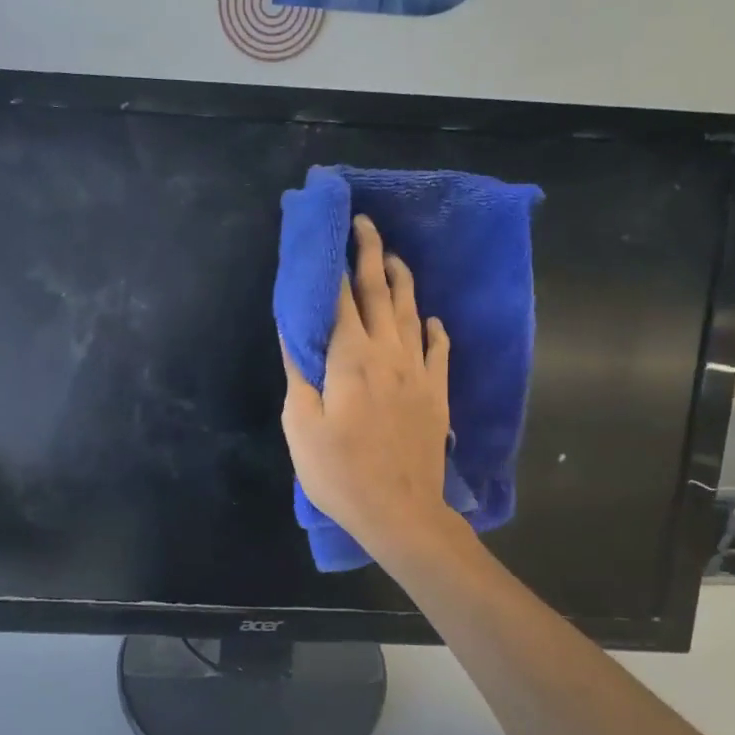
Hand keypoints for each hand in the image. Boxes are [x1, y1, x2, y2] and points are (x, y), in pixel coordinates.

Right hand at [281, 215, 459, 562]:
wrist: (400, 511)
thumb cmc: (341, 473)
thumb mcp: (302, 425)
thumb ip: (299, 373)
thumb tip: (296, 330)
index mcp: (350, 358)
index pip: (340, 298)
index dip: (335, 263)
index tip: (333, 232)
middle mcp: (388, 354)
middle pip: (379, 294)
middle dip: (370, 254)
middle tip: (365, 224)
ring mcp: (418, 373)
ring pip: (411, 313)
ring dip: (402, 281)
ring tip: (394, 257)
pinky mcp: (436, 394)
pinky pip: (438, 351)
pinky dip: (433, 330)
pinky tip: (431, 320)